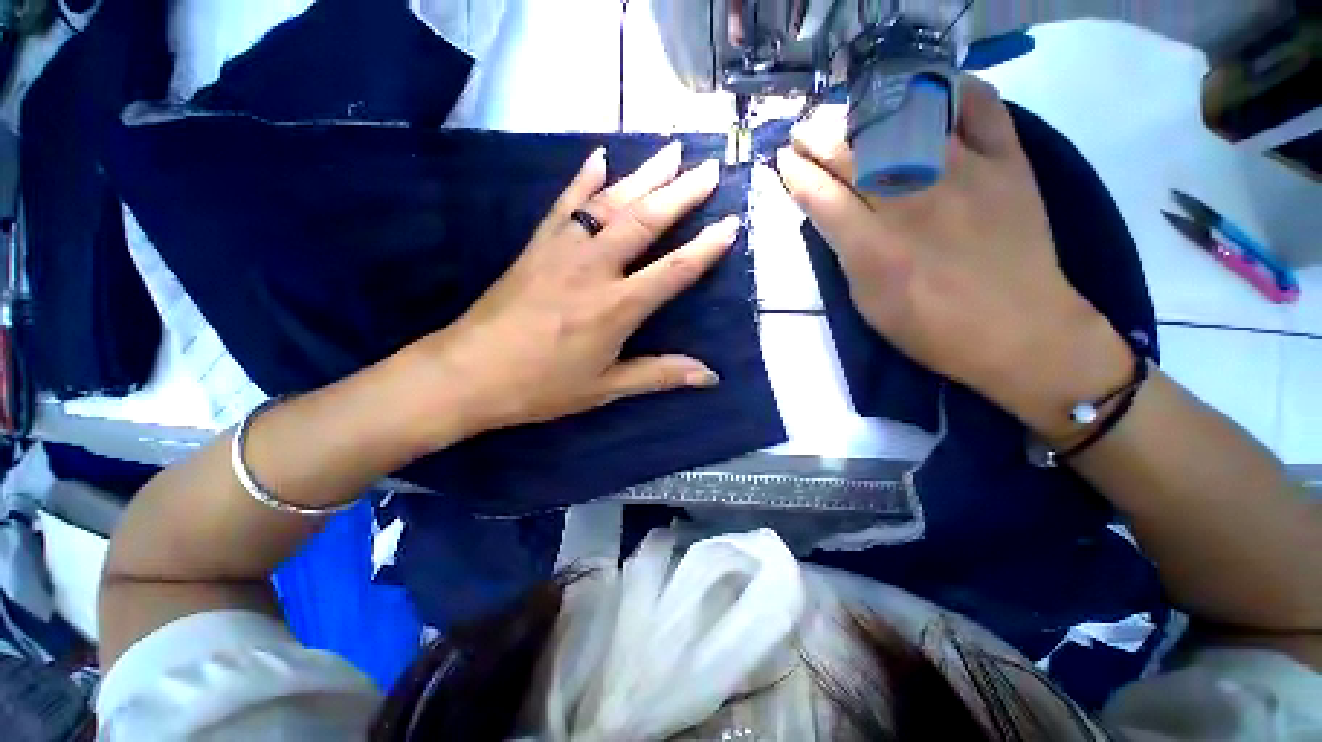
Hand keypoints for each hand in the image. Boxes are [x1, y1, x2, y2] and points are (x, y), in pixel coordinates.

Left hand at [391, 143, 739, 446]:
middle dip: (681, 194)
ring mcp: (562, 251)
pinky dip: (583, 179)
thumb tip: (709, 377)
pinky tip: (600, 157)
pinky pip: (564, 204)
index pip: (673, 271)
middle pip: (644, 222)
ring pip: (609, 204)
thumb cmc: (541, 387)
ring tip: (670, 151)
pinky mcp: (536, 246)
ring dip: (643, 176)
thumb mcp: (605, 388)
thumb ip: (659, 375)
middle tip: (709, 168)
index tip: (731, 223)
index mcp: (616, 308)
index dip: (706, 248)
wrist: (468, 374)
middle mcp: (594, 269)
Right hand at [777, 76, 1129, 439]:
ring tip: (850, 115)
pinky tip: (926, 95)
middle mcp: (913, 202)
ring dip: (866, 112)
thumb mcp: (868, 303)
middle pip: (852, 153)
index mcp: (873, 248)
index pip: (820, 195)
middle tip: (804, 132)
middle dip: (817, 136)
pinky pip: (981, 106)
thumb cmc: (931, 328)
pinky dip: (951, 92)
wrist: (1019, 331)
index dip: (796, 173)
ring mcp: (965, 174)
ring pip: (904, 121)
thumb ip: (847, 254)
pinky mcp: (1008, 162)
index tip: (783, 162)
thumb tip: (831, 214)